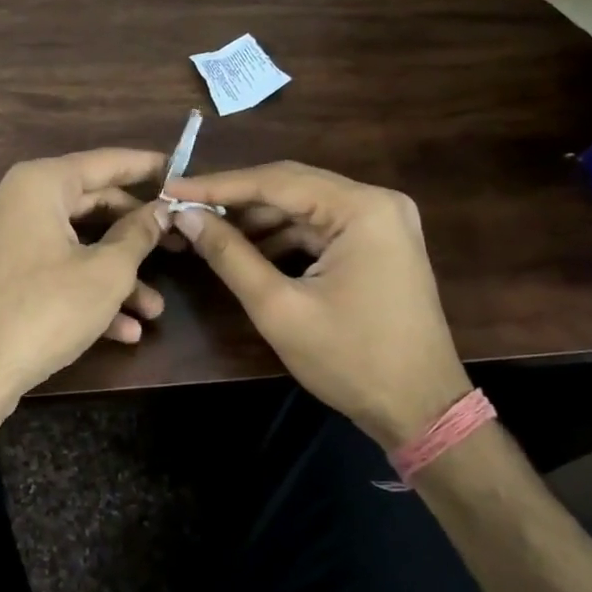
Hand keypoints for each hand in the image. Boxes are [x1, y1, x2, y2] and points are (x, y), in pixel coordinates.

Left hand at [0, 149, 170, 422]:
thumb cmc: (42, 310)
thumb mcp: (105, 273)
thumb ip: (138, 235)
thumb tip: (161, 210)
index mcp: (38, 184)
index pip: (104, 162)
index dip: (147, 168)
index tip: (180, 172)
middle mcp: (13, 201)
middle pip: (89, 205)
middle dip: (136, 235)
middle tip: (177, 246)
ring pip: (71, 246)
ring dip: (115, 276)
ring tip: (154, 310)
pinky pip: (48, 271)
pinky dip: (82, 292)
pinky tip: (122, 331)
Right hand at [165, 162, 471, 449]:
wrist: (421, 410)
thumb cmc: (350, 360)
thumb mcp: (279, 308)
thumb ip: (229, 255)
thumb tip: (186, 217)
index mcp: (362, 209)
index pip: (276, 181)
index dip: (217, 186)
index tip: (170, 189)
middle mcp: (378, 202)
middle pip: (292, 186)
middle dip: (236, 199)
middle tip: (185, 207)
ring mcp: (383, 222)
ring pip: (304, 207)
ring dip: (258, 220)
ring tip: (208, 231)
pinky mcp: (380, 244)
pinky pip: (321, 227)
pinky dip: (283, 237)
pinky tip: (248, 250)